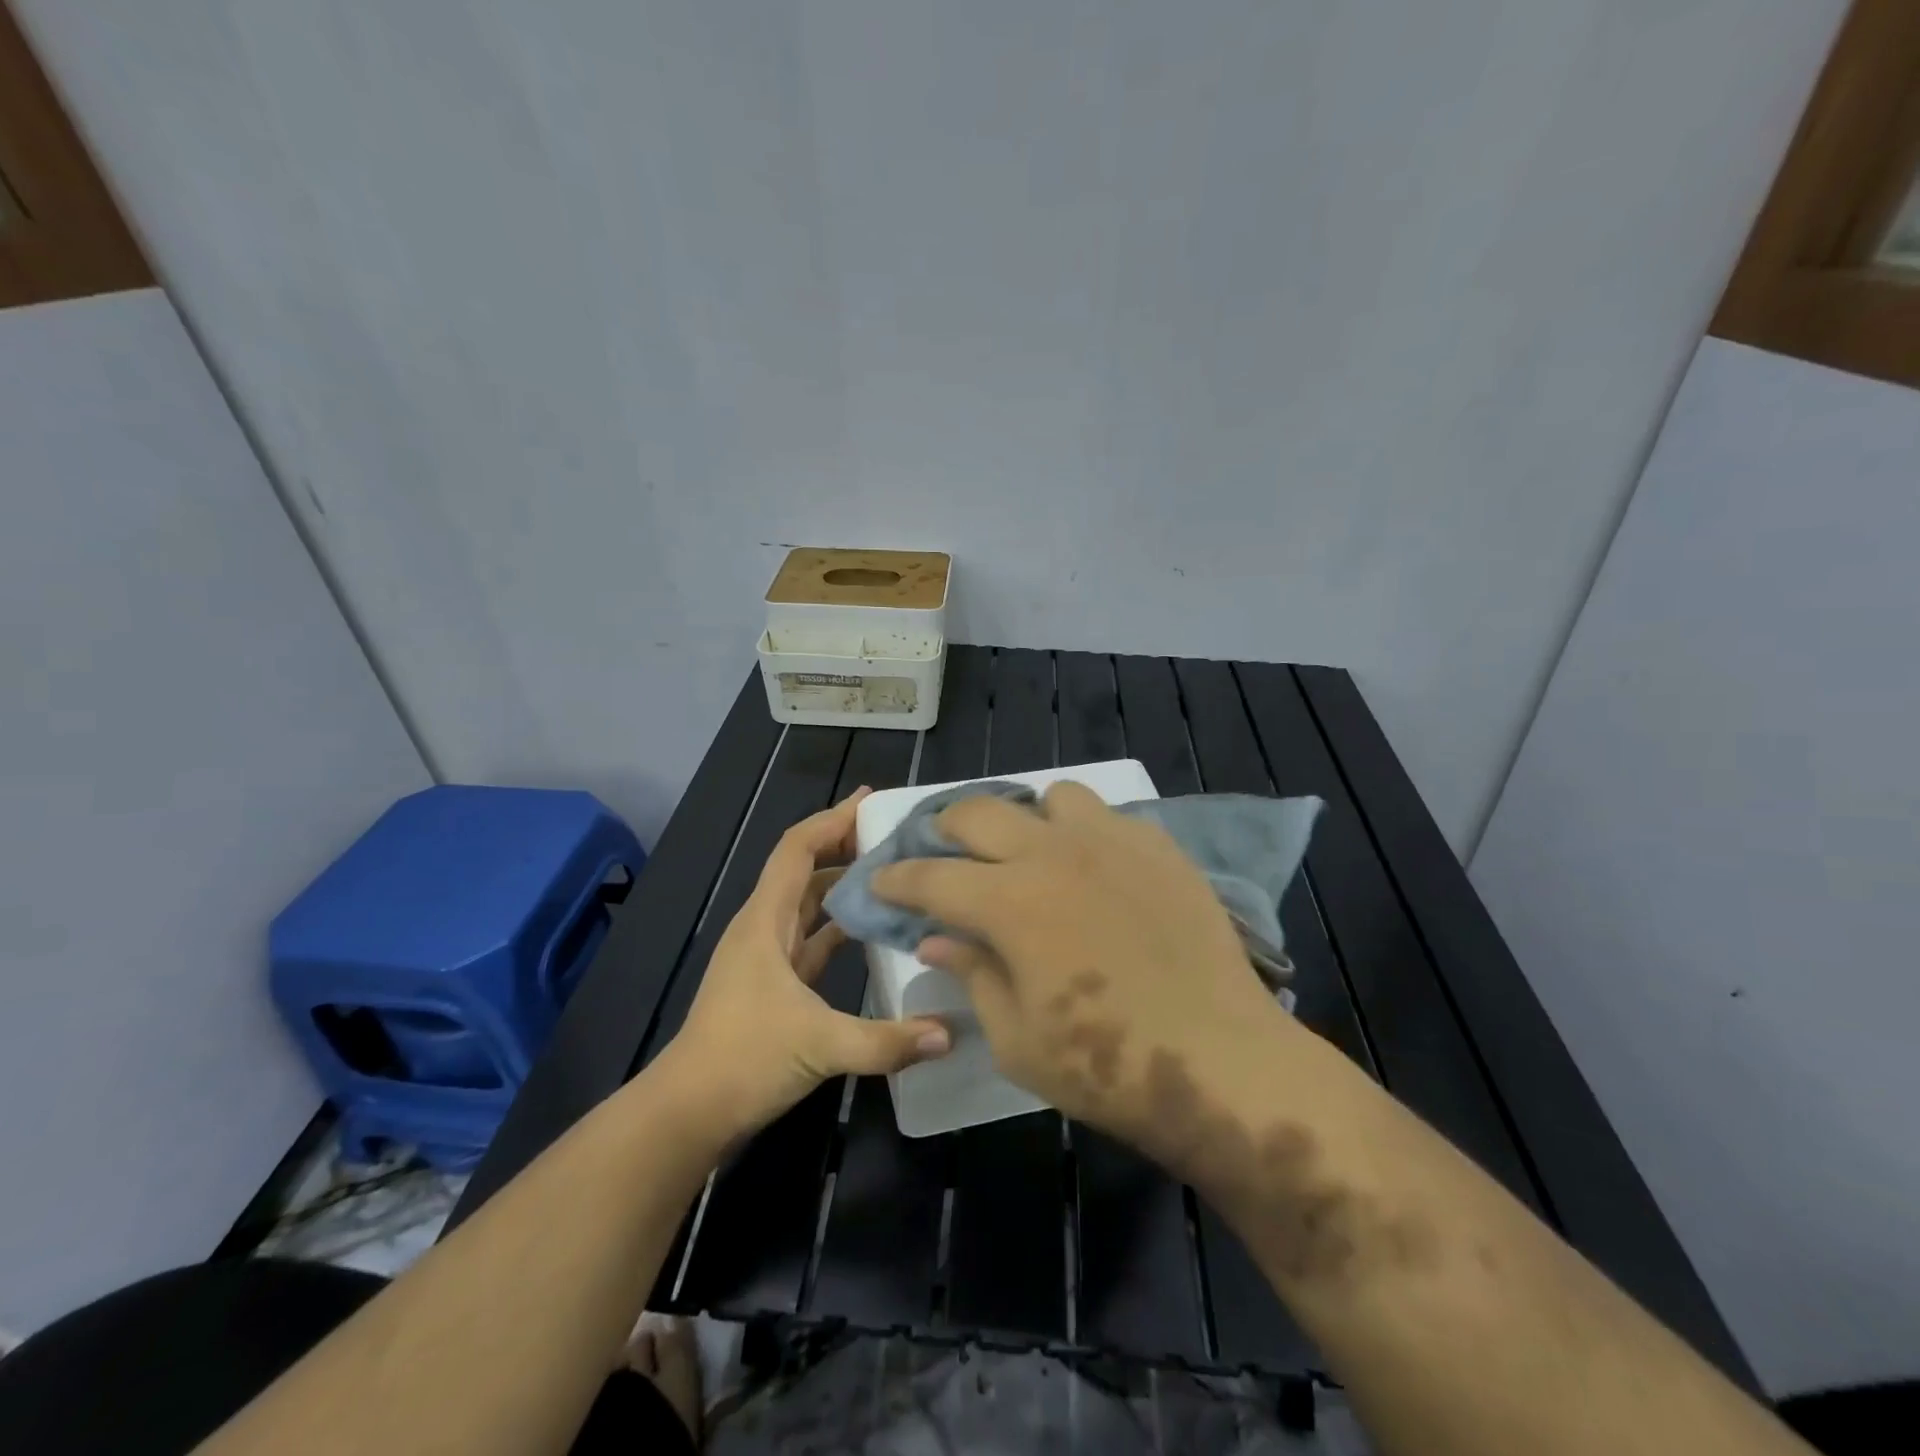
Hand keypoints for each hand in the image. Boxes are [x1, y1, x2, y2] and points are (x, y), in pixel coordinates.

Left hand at [670, 791, 951, 1133]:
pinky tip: (872, 932)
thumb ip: (887, 1041)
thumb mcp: (820, 1046)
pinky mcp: (775, 985)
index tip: (871, 802)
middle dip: (844, 845)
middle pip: (805, 869)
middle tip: (895, 836)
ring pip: (808, 904)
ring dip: (843, 886)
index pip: (797, 849)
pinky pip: (812, 940)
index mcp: (764, 921)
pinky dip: (839, 928)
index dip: (831, 820)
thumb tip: (949, 1033)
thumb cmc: (743, 1060)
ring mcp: (767, 957)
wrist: (688, 1113)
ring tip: (892, 876)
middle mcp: (763, 927)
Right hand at [871, 782, 1301, 1172]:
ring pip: (1050, 797)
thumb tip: (937, 938)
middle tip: (944, 855)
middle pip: (979, 812)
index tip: (880, 881)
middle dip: (947, 829)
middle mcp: (1053, 853)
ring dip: (1028, 820)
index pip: (931, 877)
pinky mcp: (1158, 847)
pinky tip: (1095, 872)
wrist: (1220, 1062)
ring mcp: (1111, 841)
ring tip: (1031, 855)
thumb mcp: (1017, 1039)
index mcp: (1009, 903)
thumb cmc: (1106, 1066)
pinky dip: (1085, 834)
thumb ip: (972, 975)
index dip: (897, 879)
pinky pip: (1108, 816)